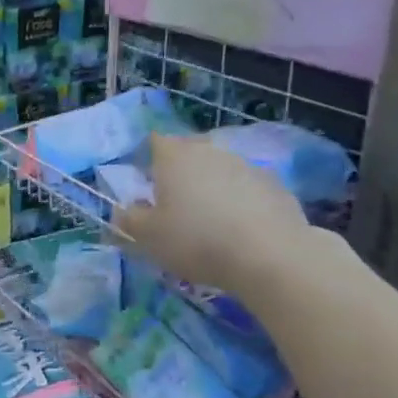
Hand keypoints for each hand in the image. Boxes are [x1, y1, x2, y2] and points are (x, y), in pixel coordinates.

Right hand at [114, 133, 310, 294]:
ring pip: (220, 169)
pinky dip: (240, 200)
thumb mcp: (148, 237)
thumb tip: (121, 210)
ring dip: (212, 186)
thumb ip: (129, 220)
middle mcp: (210, 151)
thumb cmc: (196, 240)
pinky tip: (240, 228)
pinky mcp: (276, 185)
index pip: (155, 142)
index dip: (148, 160)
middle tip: (175, 203)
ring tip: (209, 219)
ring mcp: (247, 165)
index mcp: (174, 156)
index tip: (146, 184)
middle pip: (190, 152)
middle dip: (181, 171)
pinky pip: (247, 188)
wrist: (270, 256)